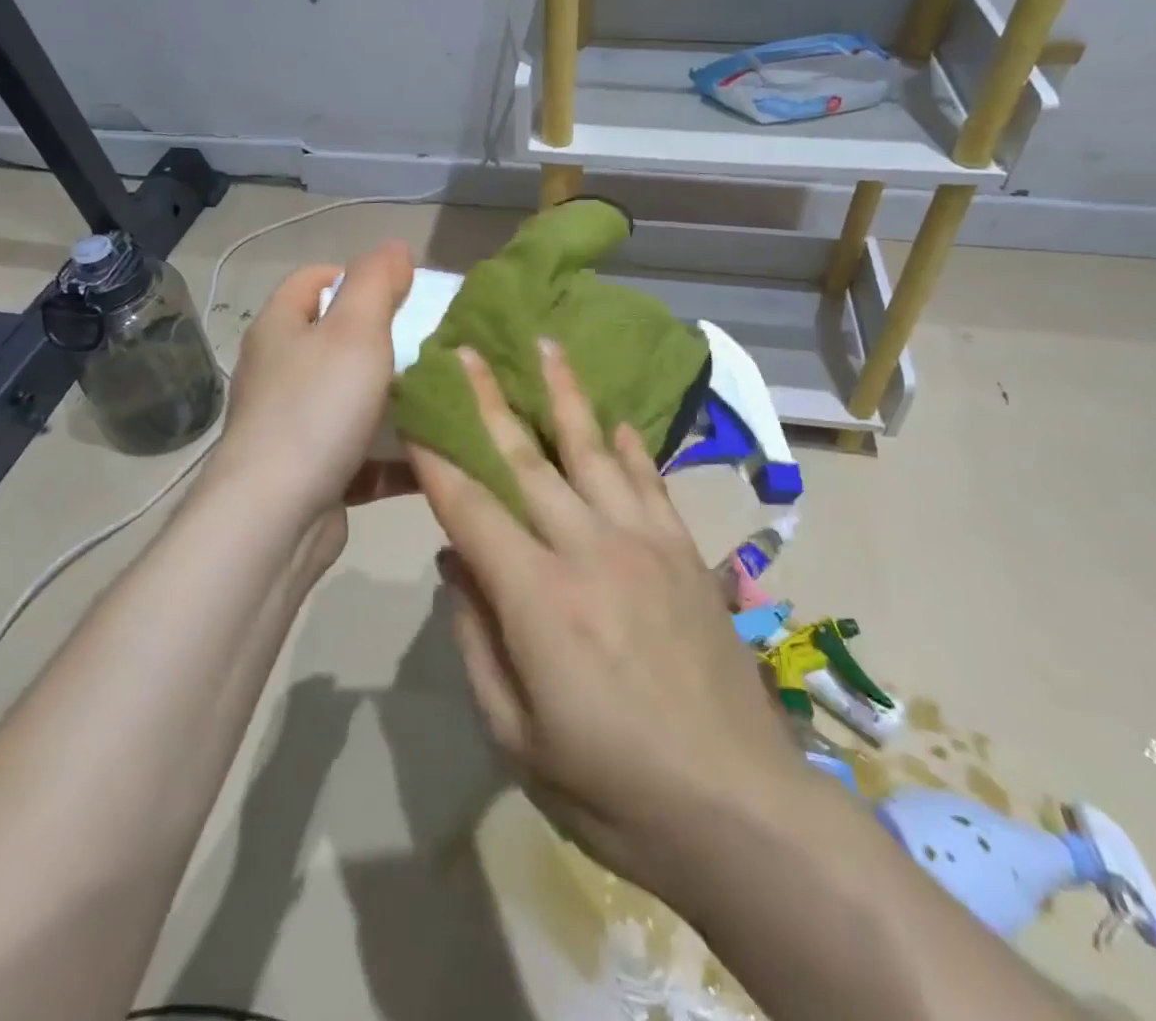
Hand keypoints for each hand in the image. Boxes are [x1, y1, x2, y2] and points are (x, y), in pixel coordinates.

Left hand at [218, 240, 416, 526]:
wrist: (276, 517)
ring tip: (443, 397)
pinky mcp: (313, 473)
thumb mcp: (355, 331)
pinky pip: (362, 453)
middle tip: (432, 345)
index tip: (401, 291)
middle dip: (386, 342)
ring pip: (353, 401)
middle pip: (336, 343)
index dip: (353, 275)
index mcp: (279, 330)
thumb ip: (376, 283)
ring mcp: (293, 427)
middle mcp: (279, 373)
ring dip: (395, 402)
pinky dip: (394, 453)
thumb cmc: (316, 409)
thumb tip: (394, 245)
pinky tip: (435, 454)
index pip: (312, 281)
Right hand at [407, 339, 804, 897]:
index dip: (437, 459)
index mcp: (537, 596)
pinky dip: (628, 445)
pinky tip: (614, 419)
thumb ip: (478, 638)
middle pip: (527, 459)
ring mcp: (643, 542)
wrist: (738, 808)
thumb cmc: (611, 787)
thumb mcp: (517, 734)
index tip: (416, 414)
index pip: (471, 507)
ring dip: (565, 394)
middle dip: (490, 401)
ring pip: (593, 449)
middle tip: (469, 351)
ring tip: (547, 346)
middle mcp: (588, 548)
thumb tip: (453, 562)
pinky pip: (649, 480)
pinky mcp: (684, 551)